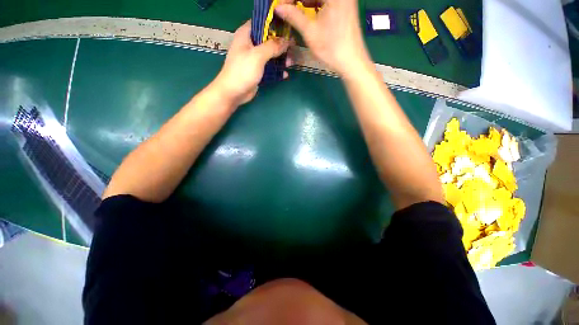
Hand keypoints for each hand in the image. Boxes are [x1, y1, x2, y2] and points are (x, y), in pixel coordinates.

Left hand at [212, 21, 292, 107]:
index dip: (275, 25)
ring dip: (281, 59)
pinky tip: (285, 74)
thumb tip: (287, 40)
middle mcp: (250, 45)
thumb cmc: (243, 71)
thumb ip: (273, 46)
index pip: (262, 23)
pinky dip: (277, 70)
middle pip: (269, 40)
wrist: (234, 92)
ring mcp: (254, 59)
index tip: (288, 29)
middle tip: (293, 49)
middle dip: (281, 44)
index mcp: (246, 35)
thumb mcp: (258, 55)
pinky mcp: (258, 71)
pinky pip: (270, 68)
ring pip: (271, 55)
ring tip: (291, 63)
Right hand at [276, 0, 371, 78]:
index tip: (281, 6)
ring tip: (295, 9)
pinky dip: (316, 3)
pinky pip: (327, 0)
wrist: (352, 61)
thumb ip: (294, 16)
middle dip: (298, 0)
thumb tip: (279, 8)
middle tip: (287, 8)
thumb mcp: (310, 32)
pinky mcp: (346, 5)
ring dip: (306, 1)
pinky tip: (308, 10)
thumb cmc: (331, 48)